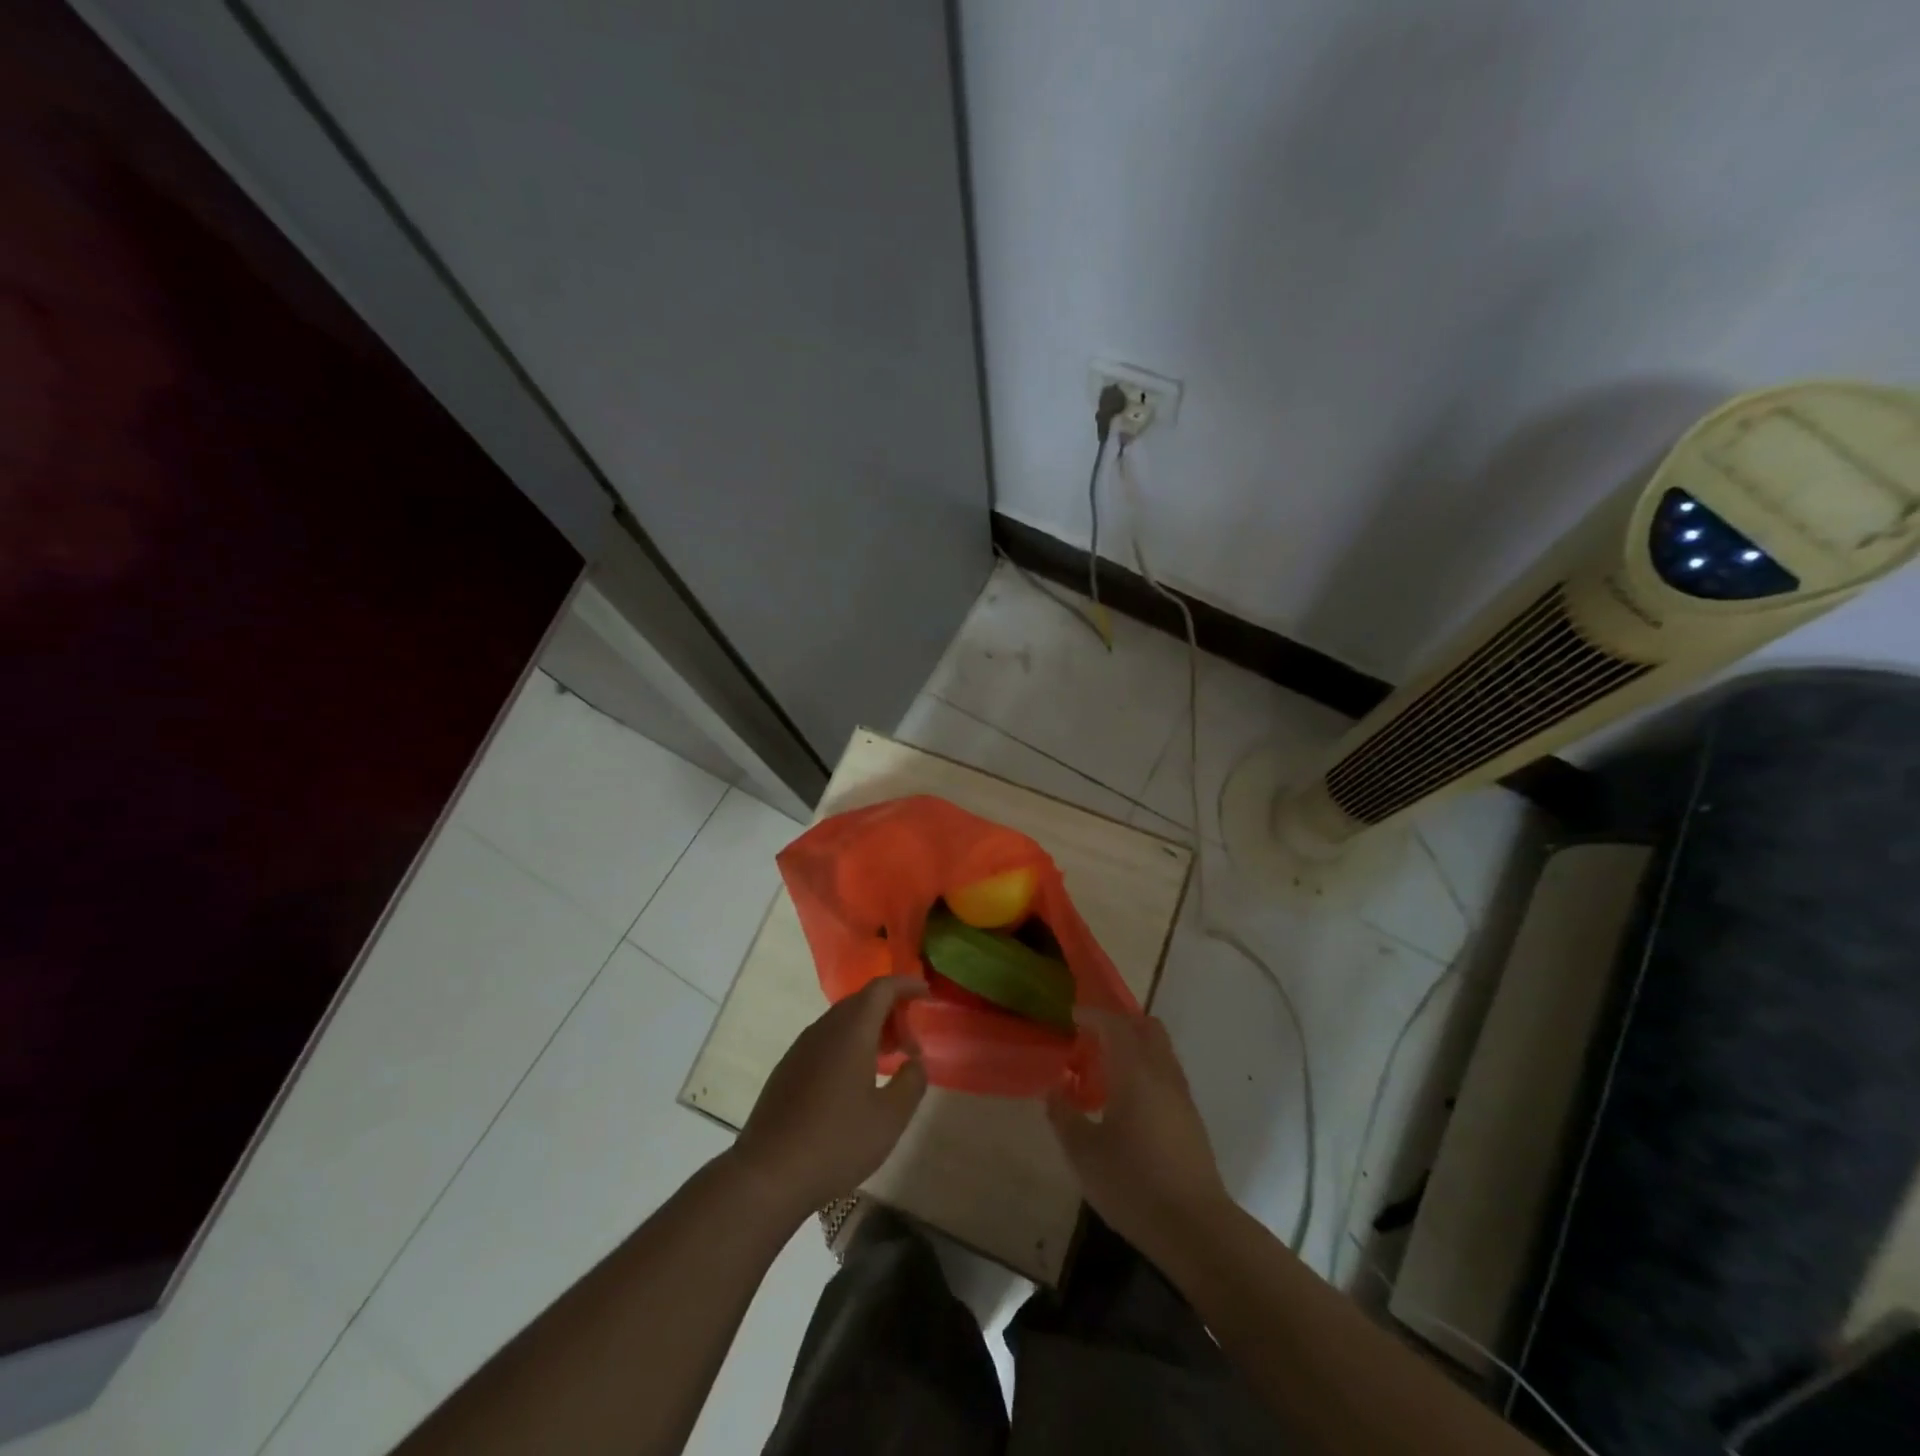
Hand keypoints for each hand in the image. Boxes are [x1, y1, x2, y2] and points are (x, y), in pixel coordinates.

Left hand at [729, 978, 927, 1222]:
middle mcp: (824, 1028)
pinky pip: (826, 1040)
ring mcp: (801, 1047)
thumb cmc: (836, 1142)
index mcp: (851, 1030)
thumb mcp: (890, 1118)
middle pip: (862, 1001)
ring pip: (842, 1021)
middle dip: (891, 1012)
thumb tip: (915, 1062)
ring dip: (870, 1030)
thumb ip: (912, 1082)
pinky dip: (849, 1045)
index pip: (882, 988)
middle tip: (911, 1043)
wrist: (767, 1174)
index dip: (907, 985)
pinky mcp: (788, 1068)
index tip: (927, 994)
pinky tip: (855, 1080)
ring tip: (888, 1061)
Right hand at [1047, 1009, 1233, 1258]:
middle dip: (1119, 1024)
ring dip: (1135, 1046)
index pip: (1115, 1025)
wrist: (1195, 1227)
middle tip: (1091, 1038)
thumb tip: (1055, 1088)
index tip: (1072, 1017)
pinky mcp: (1191, 1118)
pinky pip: (1167, 1073)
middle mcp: (1162, 1074)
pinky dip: (1146, 1069)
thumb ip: (1064, 1115)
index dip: (1092, 1015)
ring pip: (1160, 1050)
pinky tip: (1128, 1100)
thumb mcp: (1084, 1154)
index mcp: (1135, 1072)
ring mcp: (1181, 1095)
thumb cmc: (1133, 1185)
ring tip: (1106, 1069)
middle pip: (1146, 1027)